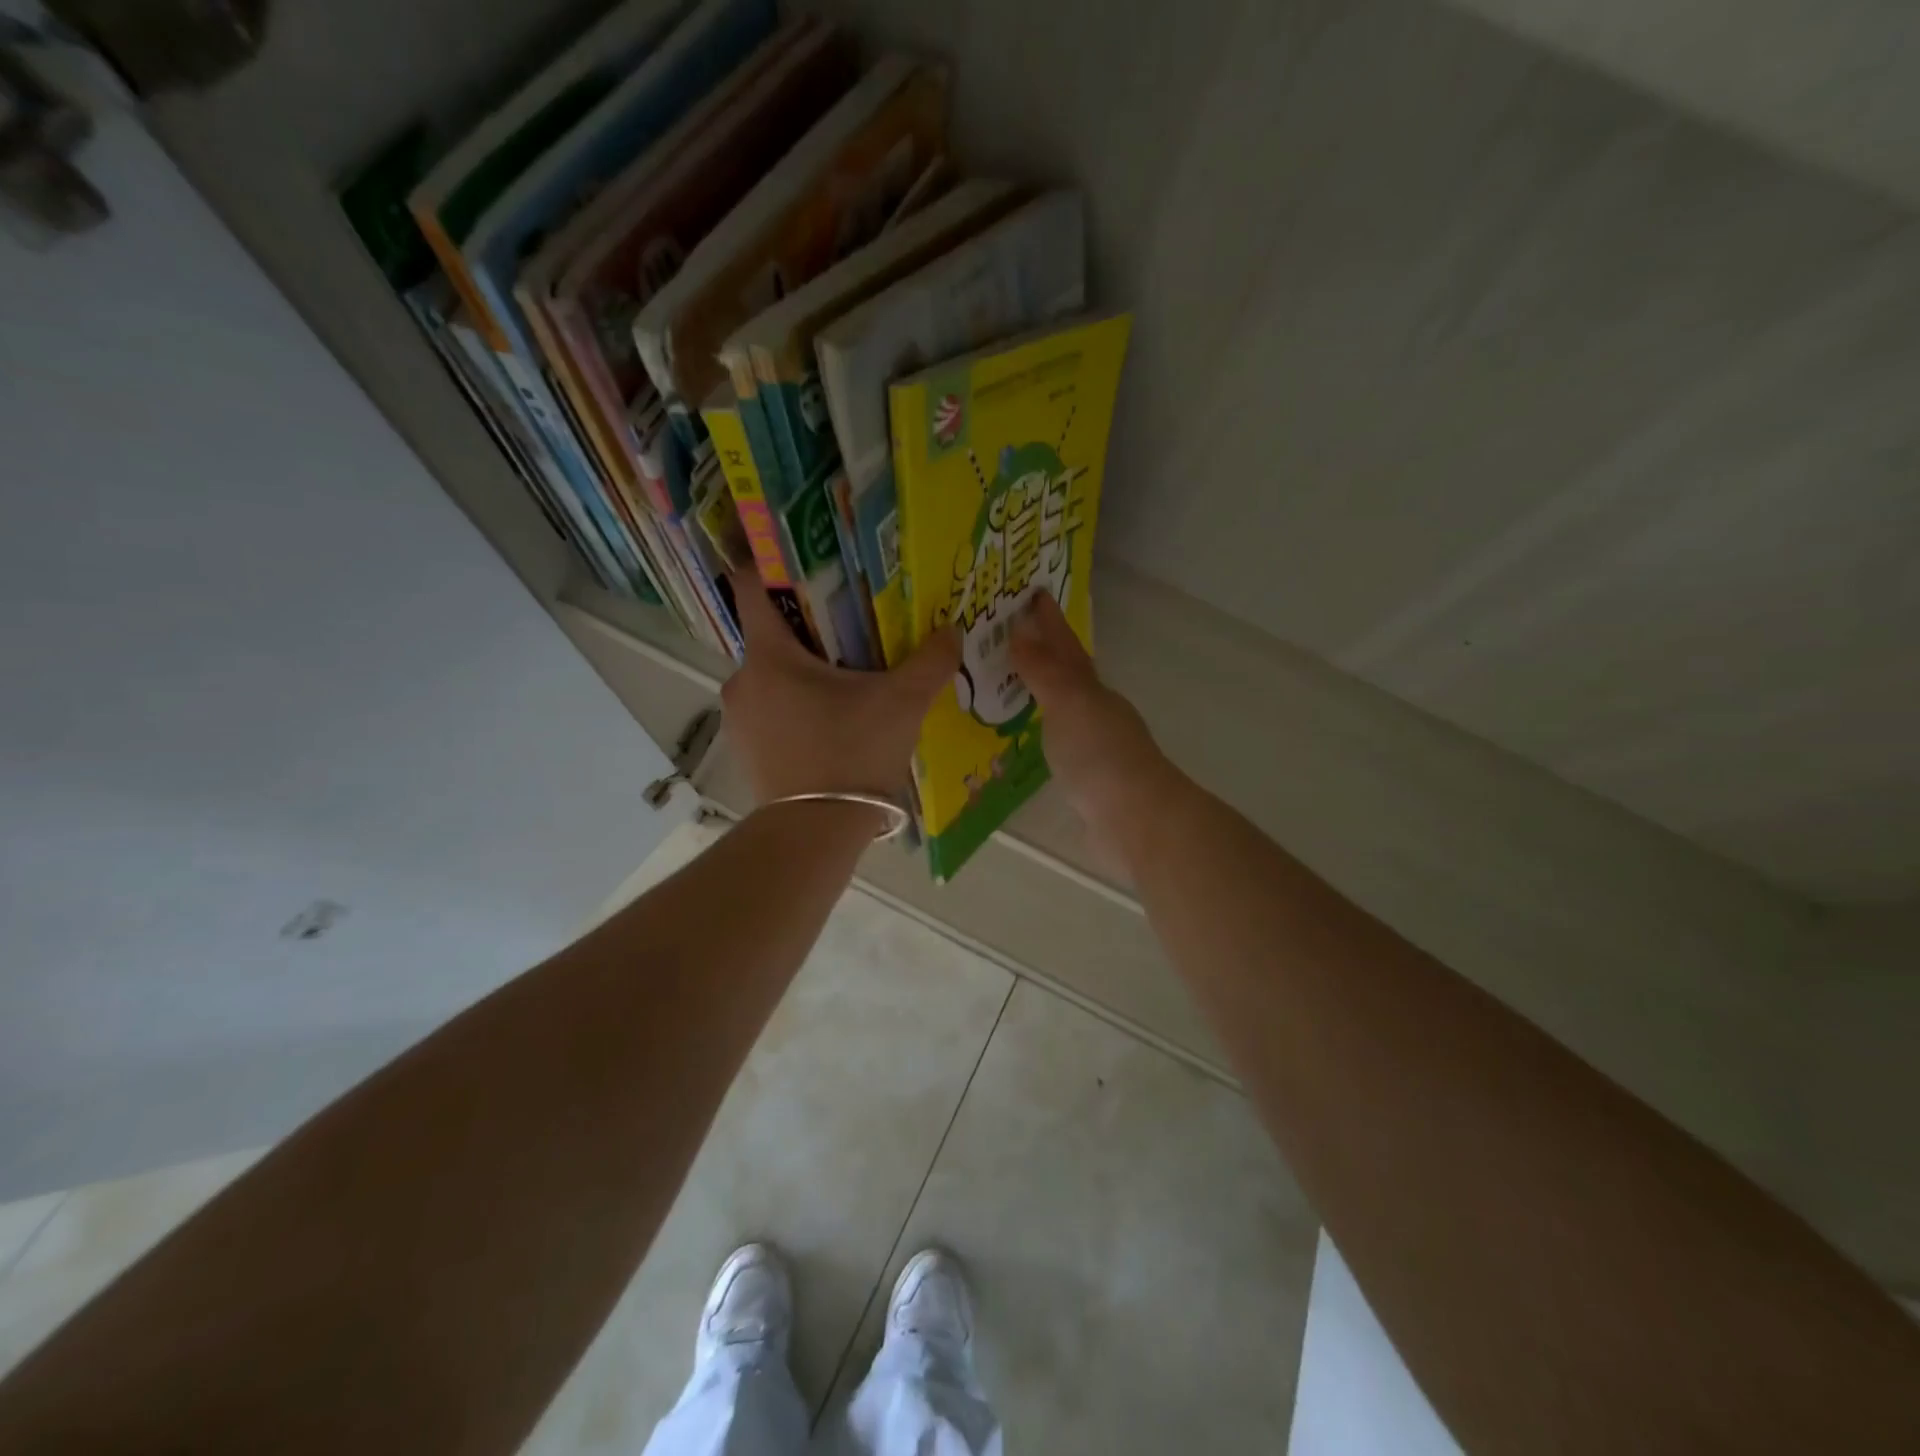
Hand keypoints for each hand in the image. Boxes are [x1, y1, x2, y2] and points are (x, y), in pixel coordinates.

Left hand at [721, 569, 959, 812]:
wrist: (815, 832)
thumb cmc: (852, 754)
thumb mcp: (902, 703)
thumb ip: (930, 661)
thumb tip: (953, 629)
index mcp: (770, 656)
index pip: (752, 587)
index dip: (772, 564)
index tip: (804, 558)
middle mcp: (742, 680)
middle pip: (770, 634)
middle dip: (807, 626)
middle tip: (851, 625)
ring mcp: (740, 718)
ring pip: (771, 675)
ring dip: (802, 670)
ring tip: (847, 677)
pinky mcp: (747, 749)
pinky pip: (770, 708)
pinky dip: (795, 704)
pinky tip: (831, 720)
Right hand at [1011, 593, 1179, 855]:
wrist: (1136, 820)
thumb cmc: (1101, 755)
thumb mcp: (1070, 704)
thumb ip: (1044, 672)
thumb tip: (1020, 633)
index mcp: (1093, 691)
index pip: (1067, 648)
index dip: (1050, 622)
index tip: (1033, 595)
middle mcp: (1097, 713)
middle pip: (1068, 675)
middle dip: (1044, 653)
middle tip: (1010, 636)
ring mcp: (1095, 748)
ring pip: (1063, 709)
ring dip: (1040, 693)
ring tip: (1007, 684)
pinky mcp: (1087, 780)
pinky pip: (1057, 742)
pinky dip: (1041, 731)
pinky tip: (1026, 738)